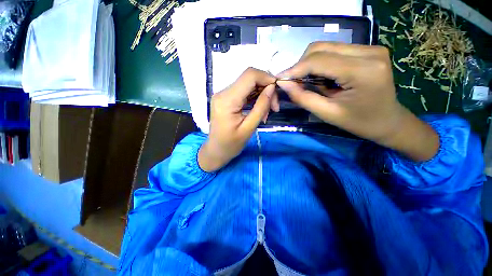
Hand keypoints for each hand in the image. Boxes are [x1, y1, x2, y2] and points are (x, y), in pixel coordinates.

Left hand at [198, 68, 278, 171]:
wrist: (216, 150)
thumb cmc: (231, 144)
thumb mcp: (249, 128)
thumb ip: (261, 107)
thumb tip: (271, 88)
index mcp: (227, 100)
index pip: (249, 76)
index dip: (267, 78)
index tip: (278, 91)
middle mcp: (223, 92)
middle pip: (250, 79)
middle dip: (266, 89)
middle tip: (274, 108)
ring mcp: (223, 94)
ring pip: (248, 85)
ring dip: (261, 95)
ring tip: (267, 112)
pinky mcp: (226, 98)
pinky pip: (244, 92)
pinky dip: (255, 98)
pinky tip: (260, 110)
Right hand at [277, 42, 438, 160]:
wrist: (388, 121)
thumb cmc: (359, 122)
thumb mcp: (327, 113)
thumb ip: (303, 97)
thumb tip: (283, 83)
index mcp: (363, 71)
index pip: (319, 60)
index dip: (295, 69)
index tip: (279, 80)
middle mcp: (369, 52)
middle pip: (321, 48)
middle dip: (301, 65)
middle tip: (294, 83)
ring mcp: (370, 48)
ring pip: (326, 47)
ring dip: (310, 65)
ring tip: (309, 83)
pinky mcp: (368, 50)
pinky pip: (334, 51)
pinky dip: (321, 64)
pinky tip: (321, 78)